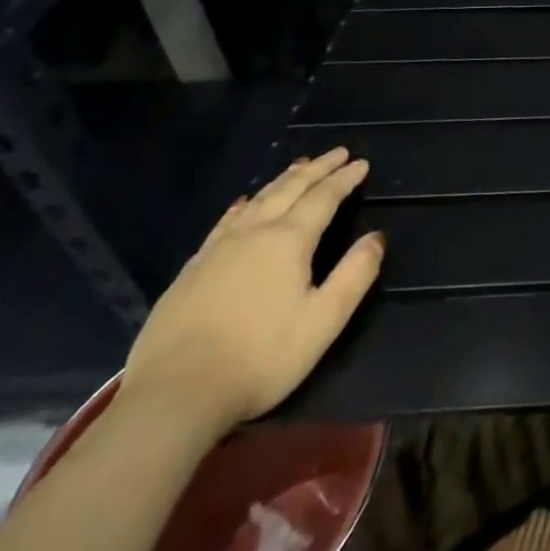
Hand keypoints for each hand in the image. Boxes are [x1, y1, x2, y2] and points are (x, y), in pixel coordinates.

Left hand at [120, 148, 384, 434]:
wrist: (174, 397)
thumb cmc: (261, 358)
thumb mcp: (324, 320)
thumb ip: (355, 274)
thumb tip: (376, 237)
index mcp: (288, 241)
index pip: (323, 198)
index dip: (344, 179)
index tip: (361, 163)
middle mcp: (253, 234)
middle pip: (289, 189)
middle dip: (316, 168)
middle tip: (337, 153)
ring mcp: (216, 251)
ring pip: (257, 200)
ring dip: (283, 180)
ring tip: (299, 166)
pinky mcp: (190, 271)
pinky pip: (225, 222)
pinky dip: (243, 204)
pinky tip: (244, 203)